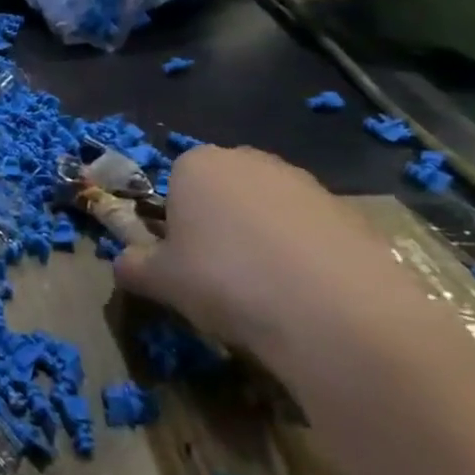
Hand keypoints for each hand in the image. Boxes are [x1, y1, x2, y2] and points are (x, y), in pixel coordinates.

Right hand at [114, 146, 427, 368]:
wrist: (336, 314)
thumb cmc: (226, 282)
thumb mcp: (160, 281)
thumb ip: (133, 265)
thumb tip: (124, 263)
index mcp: (196, 164)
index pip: (173, 183)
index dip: (175, 224)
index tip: (182, 261)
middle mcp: (249, 160)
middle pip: (222, 191)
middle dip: (218, 225)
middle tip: (220, 276)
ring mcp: (304, 183)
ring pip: (267, 210)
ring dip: (261, 240)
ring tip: (266, 292)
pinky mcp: (350, 213)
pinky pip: (310, 231)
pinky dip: (303, 256)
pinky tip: (306, 296)